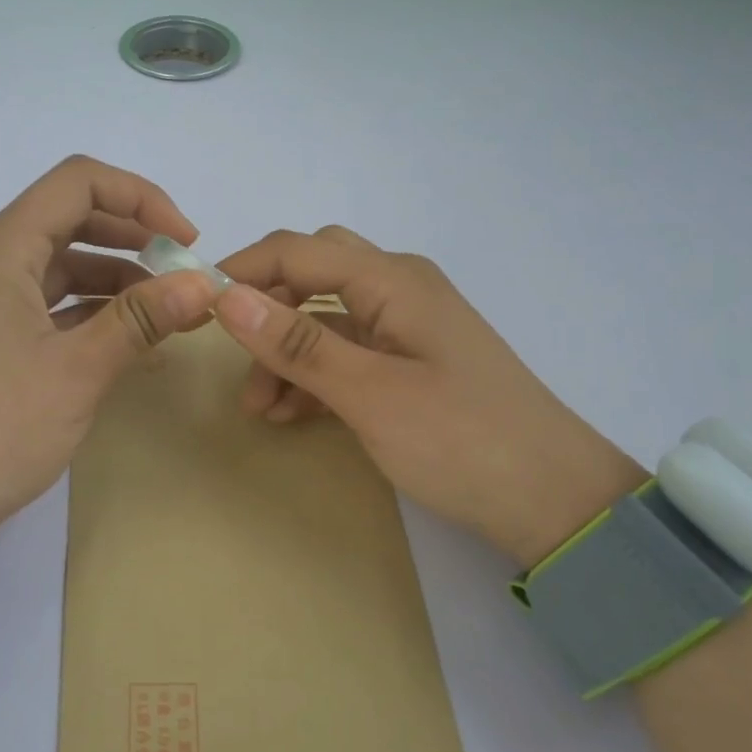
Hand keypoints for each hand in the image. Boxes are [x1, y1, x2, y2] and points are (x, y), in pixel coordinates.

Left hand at [0, 157, 218, 568]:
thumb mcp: (77, 370)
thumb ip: (141, 319)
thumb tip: (204, 284)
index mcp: (4, 248)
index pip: (79, 182)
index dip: (141, 198)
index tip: (186, 242)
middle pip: (75, 219)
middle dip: (137, 239)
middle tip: (187, 275)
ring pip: (69, 267)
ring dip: (123, 282)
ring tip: (176, 314)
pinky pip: (57, 307)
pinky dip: (99, 316)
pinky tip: (140, 343)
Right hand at [212, 227, 644, 564]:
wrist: (555, 502)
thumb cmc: (462, 441)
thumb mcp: (369, 394)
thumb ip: (297, 343)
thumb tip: (226, 295)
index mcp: (393, 279)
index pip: (298, 249)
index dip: (243, 270)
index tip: (196, 307)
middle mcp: (399, 288)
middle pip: (312, 272)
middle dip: (266, 308)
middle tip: (230, 350)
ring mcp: (407, 326)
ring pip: (325, 317)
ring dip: (286, 351)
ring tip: (258, 406)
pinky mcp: (411, 362)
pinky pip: (347, 352)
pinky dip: (314, 374)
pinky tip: (290, 413)